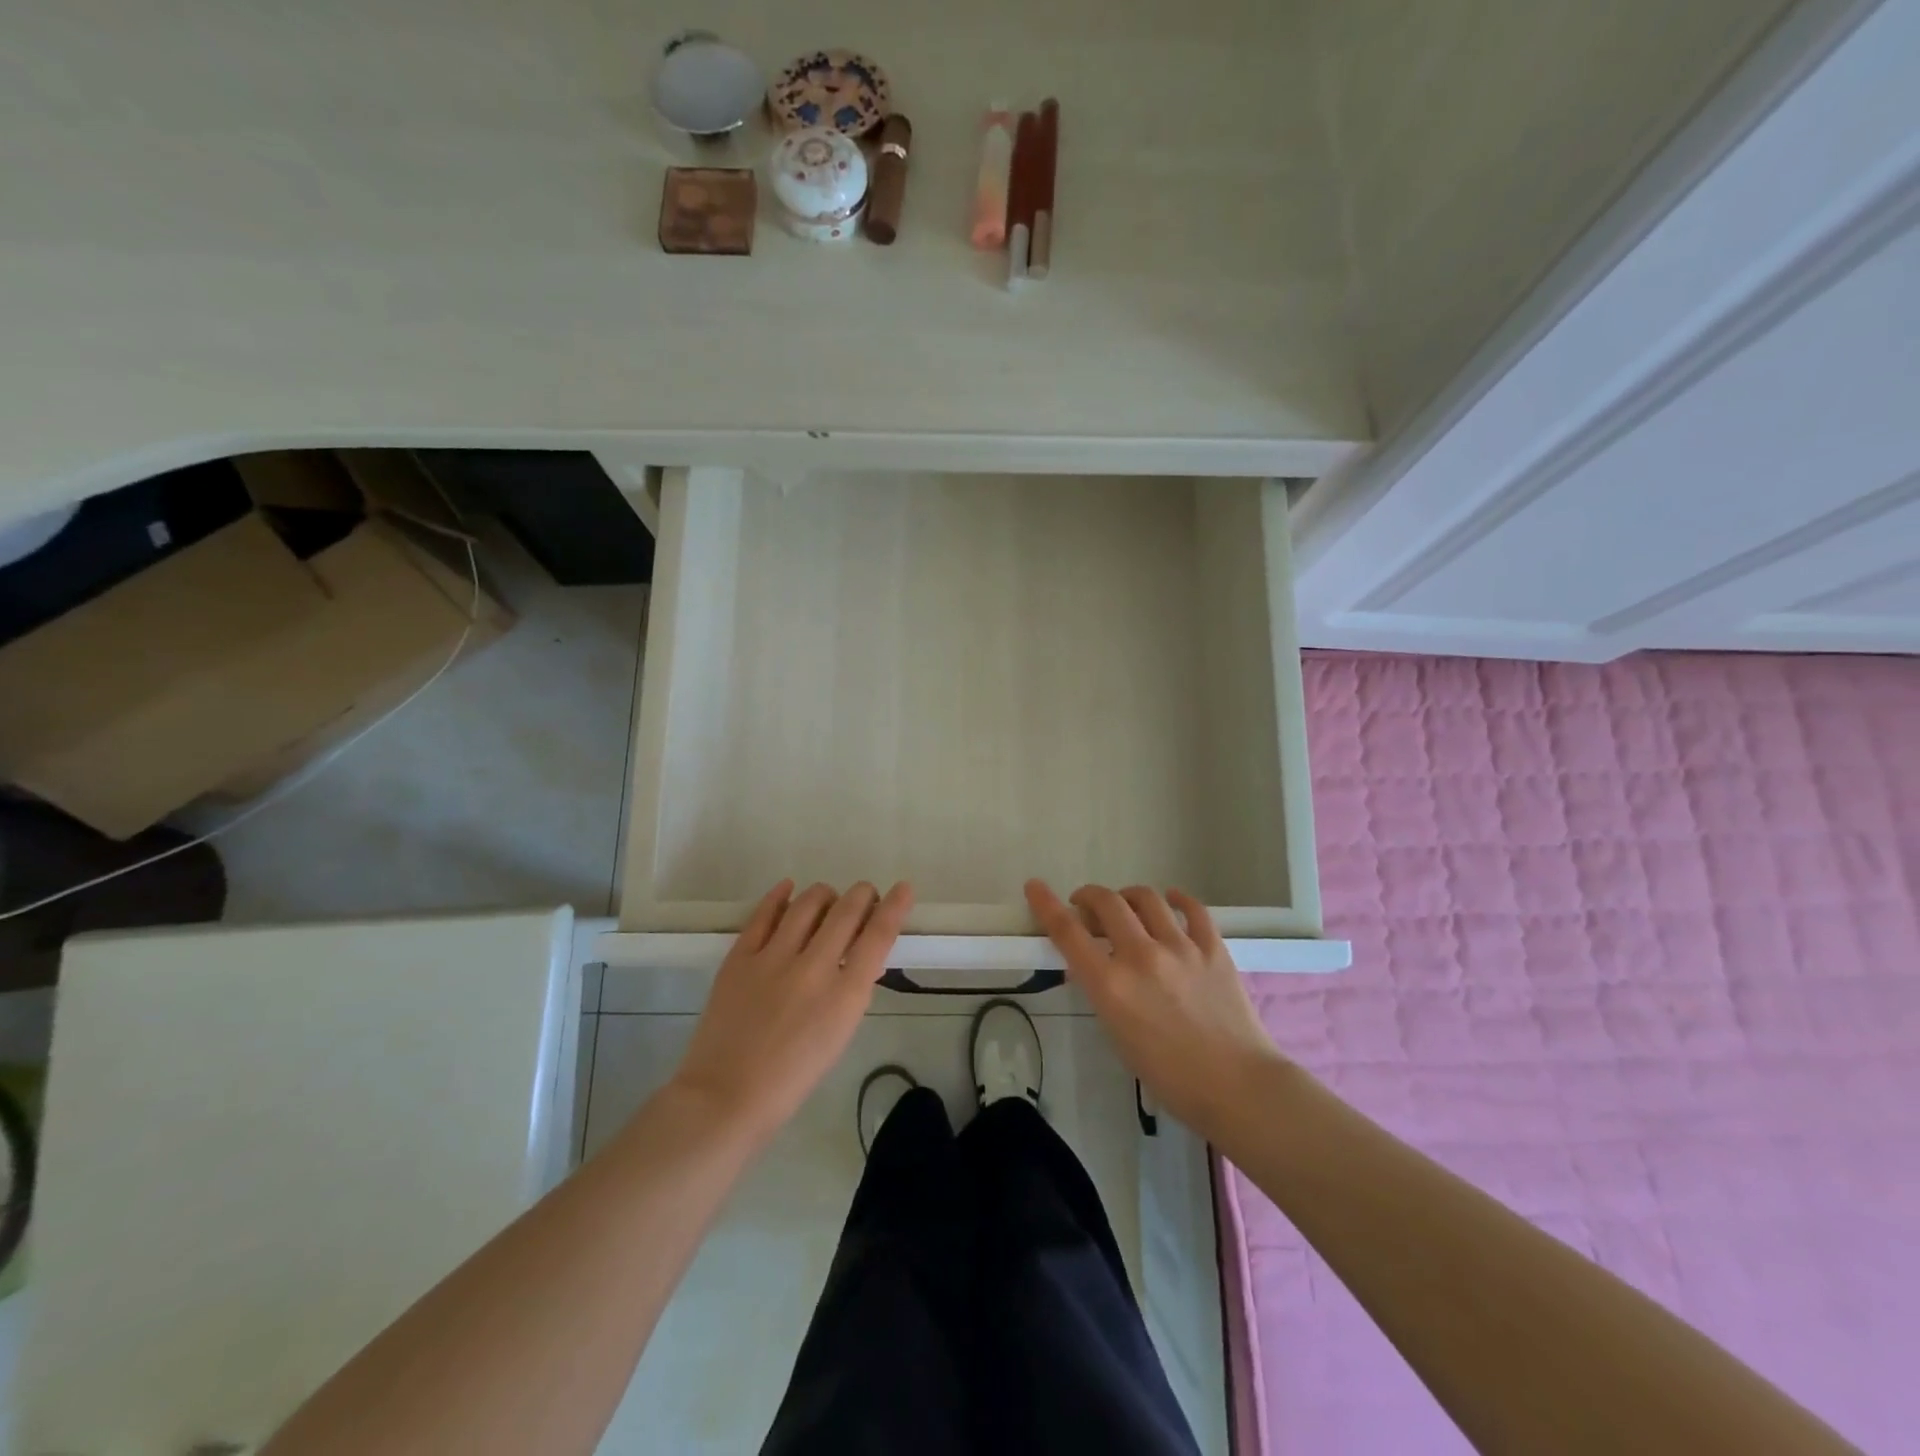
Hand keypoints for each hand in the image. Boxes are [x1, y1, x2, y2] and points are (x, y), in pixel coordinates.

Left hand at [672, 880, 912, 1143]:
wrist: (725, 1097)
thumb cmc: (791, 1077)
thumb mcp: (838, 1035)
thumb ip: (851, 991)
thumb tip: (860, 957)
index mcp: (845, 996)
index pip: (878, 935)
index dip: (895, 906)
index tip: (903, 888)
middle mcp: (813, 968)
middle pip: (847, 910)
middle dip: (863, 895)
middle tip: (865, 895)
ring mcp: (773, 958)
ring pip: (808, 903)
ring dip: (825, 895)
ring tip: (827, 899)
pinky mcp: (740, 957)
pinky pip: (764, 913)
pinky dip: (780, 896)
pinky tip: (788, 888)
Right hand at [1025, 879, 1283, 1137]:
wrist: (1238, 1087)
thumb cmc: (1169, 1076)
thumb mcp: (1118, 1036)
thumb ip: (1102, 993)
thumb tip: (1090, 968)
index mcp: (1111, 985)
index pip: (1068, 932)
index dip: (1045, 904)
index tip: (1035, 886)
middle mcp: (1141, 956)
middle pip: (1106, 902)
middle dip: (1088, 897)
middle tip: (1086, 906)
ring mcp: (1180, 947)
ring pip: (1146, 898)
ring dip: (1127, 896)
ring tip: (1127, 906)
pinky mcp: (1213, 947)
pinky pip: (1193, 908)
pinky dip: (1176, 899)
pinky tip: (1171, 901)